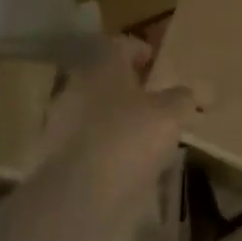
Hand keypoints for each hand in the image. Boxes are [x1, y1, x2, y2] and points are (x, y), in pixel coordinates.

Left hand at [37, 35, 189, 212]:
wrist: (78, 196)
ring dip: (114, 119)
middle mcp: (77, 85)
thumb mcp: (169, 116)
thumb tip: (187, 93)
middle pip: (104, 78)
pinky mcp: (54, 155)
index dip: (139, 50)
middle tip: (151, 102)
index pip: (120, 44)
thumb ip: (180, 99)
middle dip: (127, 88)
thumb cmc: (128, 139)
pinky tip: (121, 166)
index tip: (154, 62)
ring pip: (92, 110)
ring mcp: (61, 120)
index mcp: (103, 65)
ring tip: (140, 139)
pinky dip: (101, 149)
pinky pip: (84, 143)